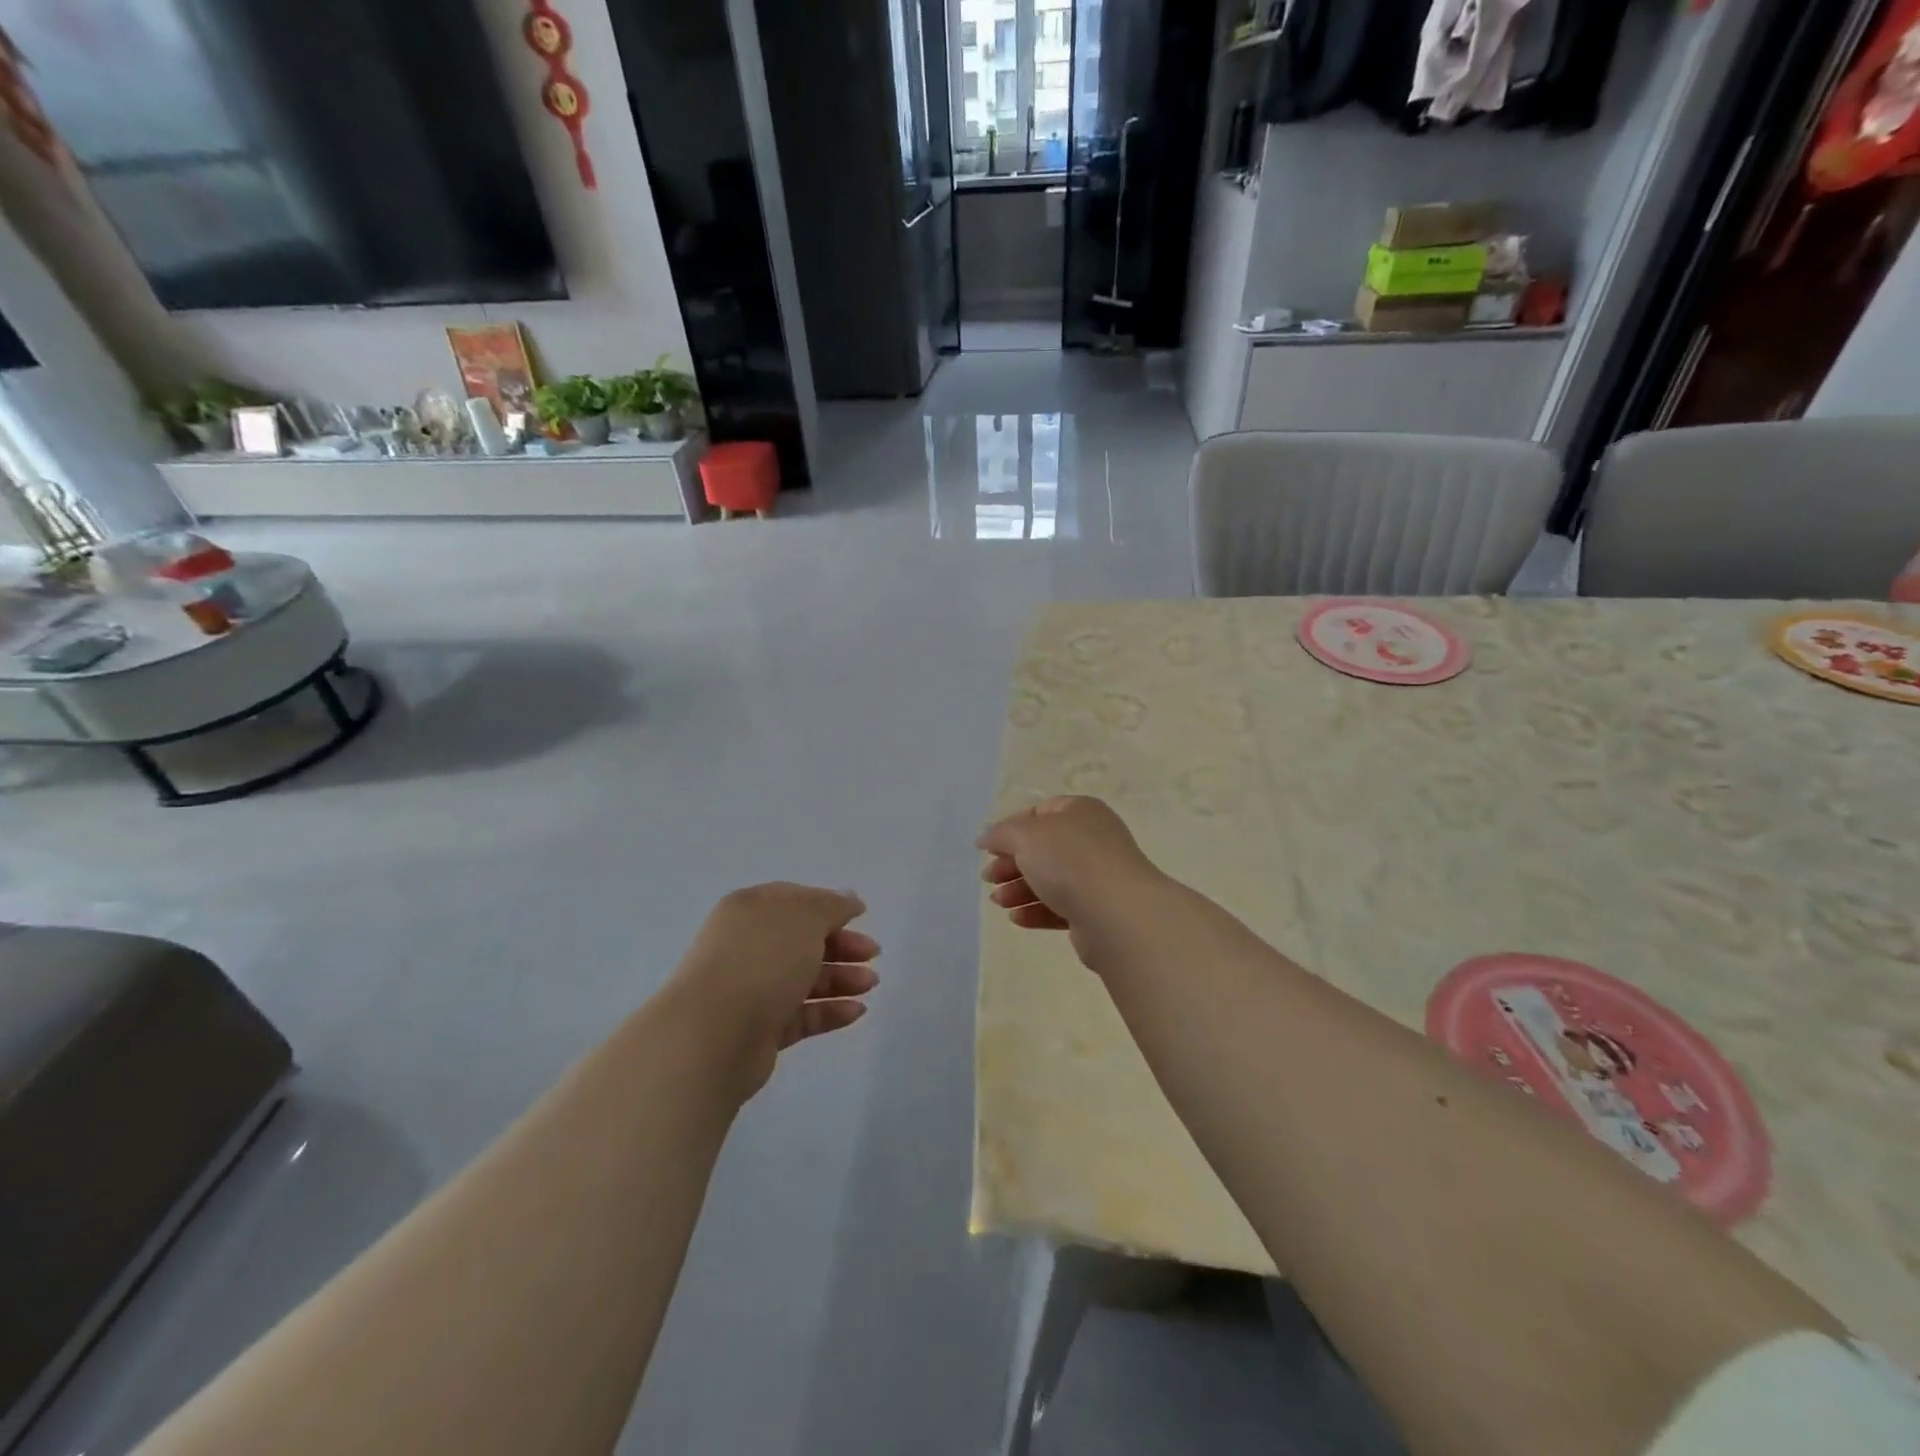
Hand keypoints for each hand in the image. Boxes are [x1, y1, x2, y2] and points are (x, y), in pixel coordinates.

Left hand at [667, 884, 878, 1097]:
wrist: (713, 1035)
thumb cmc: (762, 960)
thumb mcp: (805, 919)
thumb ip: (832, 906)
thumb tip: (848, 898)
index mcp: (751, 910)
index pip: (794, 900)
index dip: (828, 906)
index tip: (860, 916)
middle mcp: (747, 946)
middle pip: (802, 941)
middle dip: (841, 945)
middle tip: (873, 954)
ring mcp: (751, 989)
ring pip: (804, 978)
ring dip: (841, 978)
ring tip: (871, 984)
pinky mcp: (759, 1030)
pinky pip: (800, 1014)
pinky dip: (829, 1011)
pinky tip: (857, 1011)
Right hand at [977, 796, 1163, 956]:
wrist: (1117, 914)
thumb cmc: (1070, 861)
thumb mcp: (1026, 836)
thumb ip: (1002, 833)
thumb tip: (986, 837)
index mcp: (1080, 812)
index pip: (1040, 813)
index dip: (1011, 828)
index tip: (989, 849)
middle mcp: (1092, 840)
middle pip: (1043, 849)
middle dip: (1012, 863)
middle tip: (988, 878)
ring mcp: (1098, 877)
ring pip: (1050, 880)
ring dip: (1019, 889)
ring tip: (999, 901)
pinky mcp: (1097, 912)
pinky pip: (1061, 907)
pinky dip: (1037, 910)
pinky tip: (1017, 918)